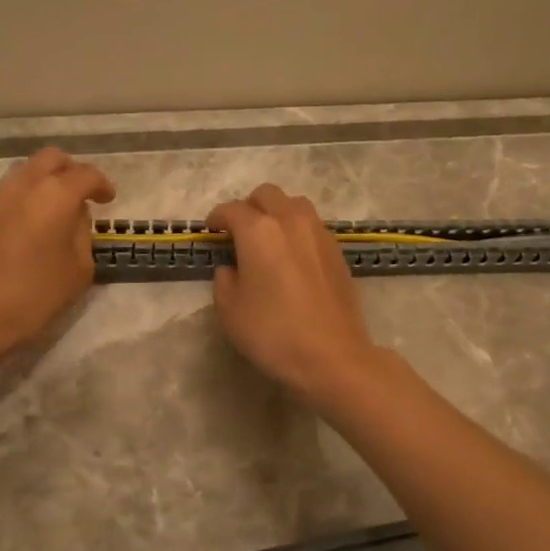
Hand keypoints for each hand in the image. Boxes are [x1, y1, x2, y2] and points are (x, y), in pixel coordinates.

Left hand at [0, 148, 116, 361]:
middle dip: (72, 171)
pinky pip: (12, 191)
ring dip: (47, 182)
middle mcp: (25, 184)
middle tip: (84, 195)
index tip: (108, 200)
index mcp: (55, 194)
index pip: (86, 175)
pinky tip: (35, 225)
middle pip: (52, 159)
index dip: (102, 185)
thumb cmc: (33, 294)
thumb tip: (73, 218)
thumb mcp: (78, 270)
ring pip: (28, 172)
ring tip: (59, 211)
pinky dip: (29, 197)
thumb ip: (82, 235)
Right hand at [206, 184, 381, 406]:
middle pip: (267, 195)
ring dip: (277, 213)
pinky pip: (312, 225)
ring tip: (269, 239)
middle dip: (249, 207)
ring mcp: (319, 233)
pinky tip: (293, 256)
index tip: (211, 231)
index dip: (217, 218)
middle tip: (239, 232)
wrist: (332, 356)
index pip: (231, 210)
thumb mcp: (230, 311)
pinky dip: (297, 230)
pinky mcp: (337, 251)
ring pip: (294, 204)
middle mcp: (290, 221)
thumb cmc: (273, 333)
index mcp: (259, 231)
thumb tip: (231, 268)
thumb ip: (224, 280)